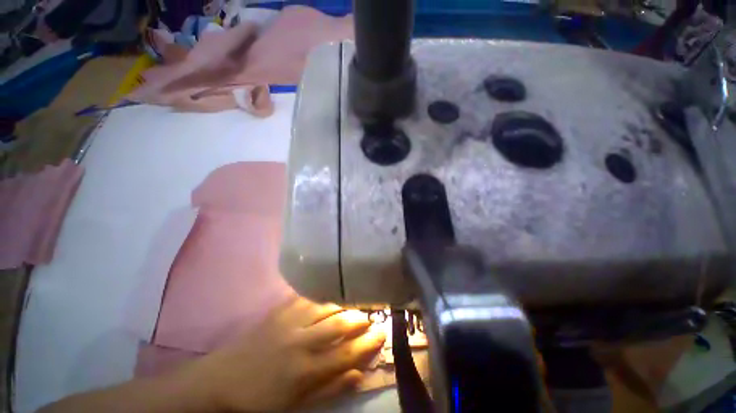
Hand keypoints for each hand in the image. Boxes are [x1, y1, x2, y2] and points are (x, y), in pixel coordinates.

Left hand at [179, 295, 385, 411]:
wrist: (220, 380)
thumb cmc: (260, 400)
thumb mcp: (296, 405)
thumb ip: (330, 388)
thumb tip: (359, 374)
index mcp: (306, 370)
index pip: (348, 352)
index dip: (369, 342)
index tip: (382, 332)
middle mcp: (302, 341)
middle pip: (340, 324)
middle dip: (360, 318)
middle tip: (370, 315)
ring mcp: (289, 321)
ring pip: (326, 306)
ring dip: (344, 304)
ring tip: (354, 303)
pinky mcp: (279, 310)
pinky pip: (307, 296)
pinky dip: (322, 294)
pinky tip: (330, 293)